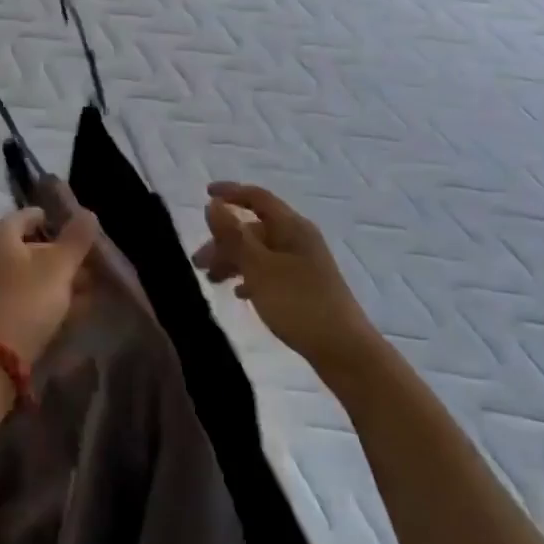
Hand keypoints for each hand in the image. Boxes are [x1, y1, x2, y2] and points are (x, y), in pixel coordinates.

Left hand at [0, 202, 98, 364]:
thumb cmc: (26, 301)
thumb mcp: (58, 267)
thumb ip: (75, 240)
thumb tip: (88, 212)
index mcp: (2, 239)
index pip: (25, 216)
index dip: (49, 218)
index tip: (73, 226)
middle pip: (30, 247)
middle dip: (60, 253)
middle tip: (88, 261)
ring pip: (31, 276)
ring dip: (58, 279)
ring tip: (88, 288)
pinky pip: (28, 298)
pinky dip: (49, 299)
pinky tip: (72, 311)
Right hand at [196, 182, 376, 381]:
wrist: (345, 351)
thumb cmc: (298, 304)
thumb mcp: (259, 268)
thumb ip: (233, 235)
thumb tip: (213, 204)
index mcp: (291, 227)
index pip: (257, 197)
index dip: (230, 192)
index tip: (205, 193)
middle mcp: (299, 238)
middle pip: (254, 228)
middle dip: (224, 240)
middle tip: (198, 263)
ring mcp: (304, 263)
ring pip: (260, 252)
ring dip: (234, 260)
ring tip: (212, 280)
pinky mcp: (305, 286)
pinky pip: (270, 271)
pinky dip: (250, 277)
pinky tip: (239, 294)